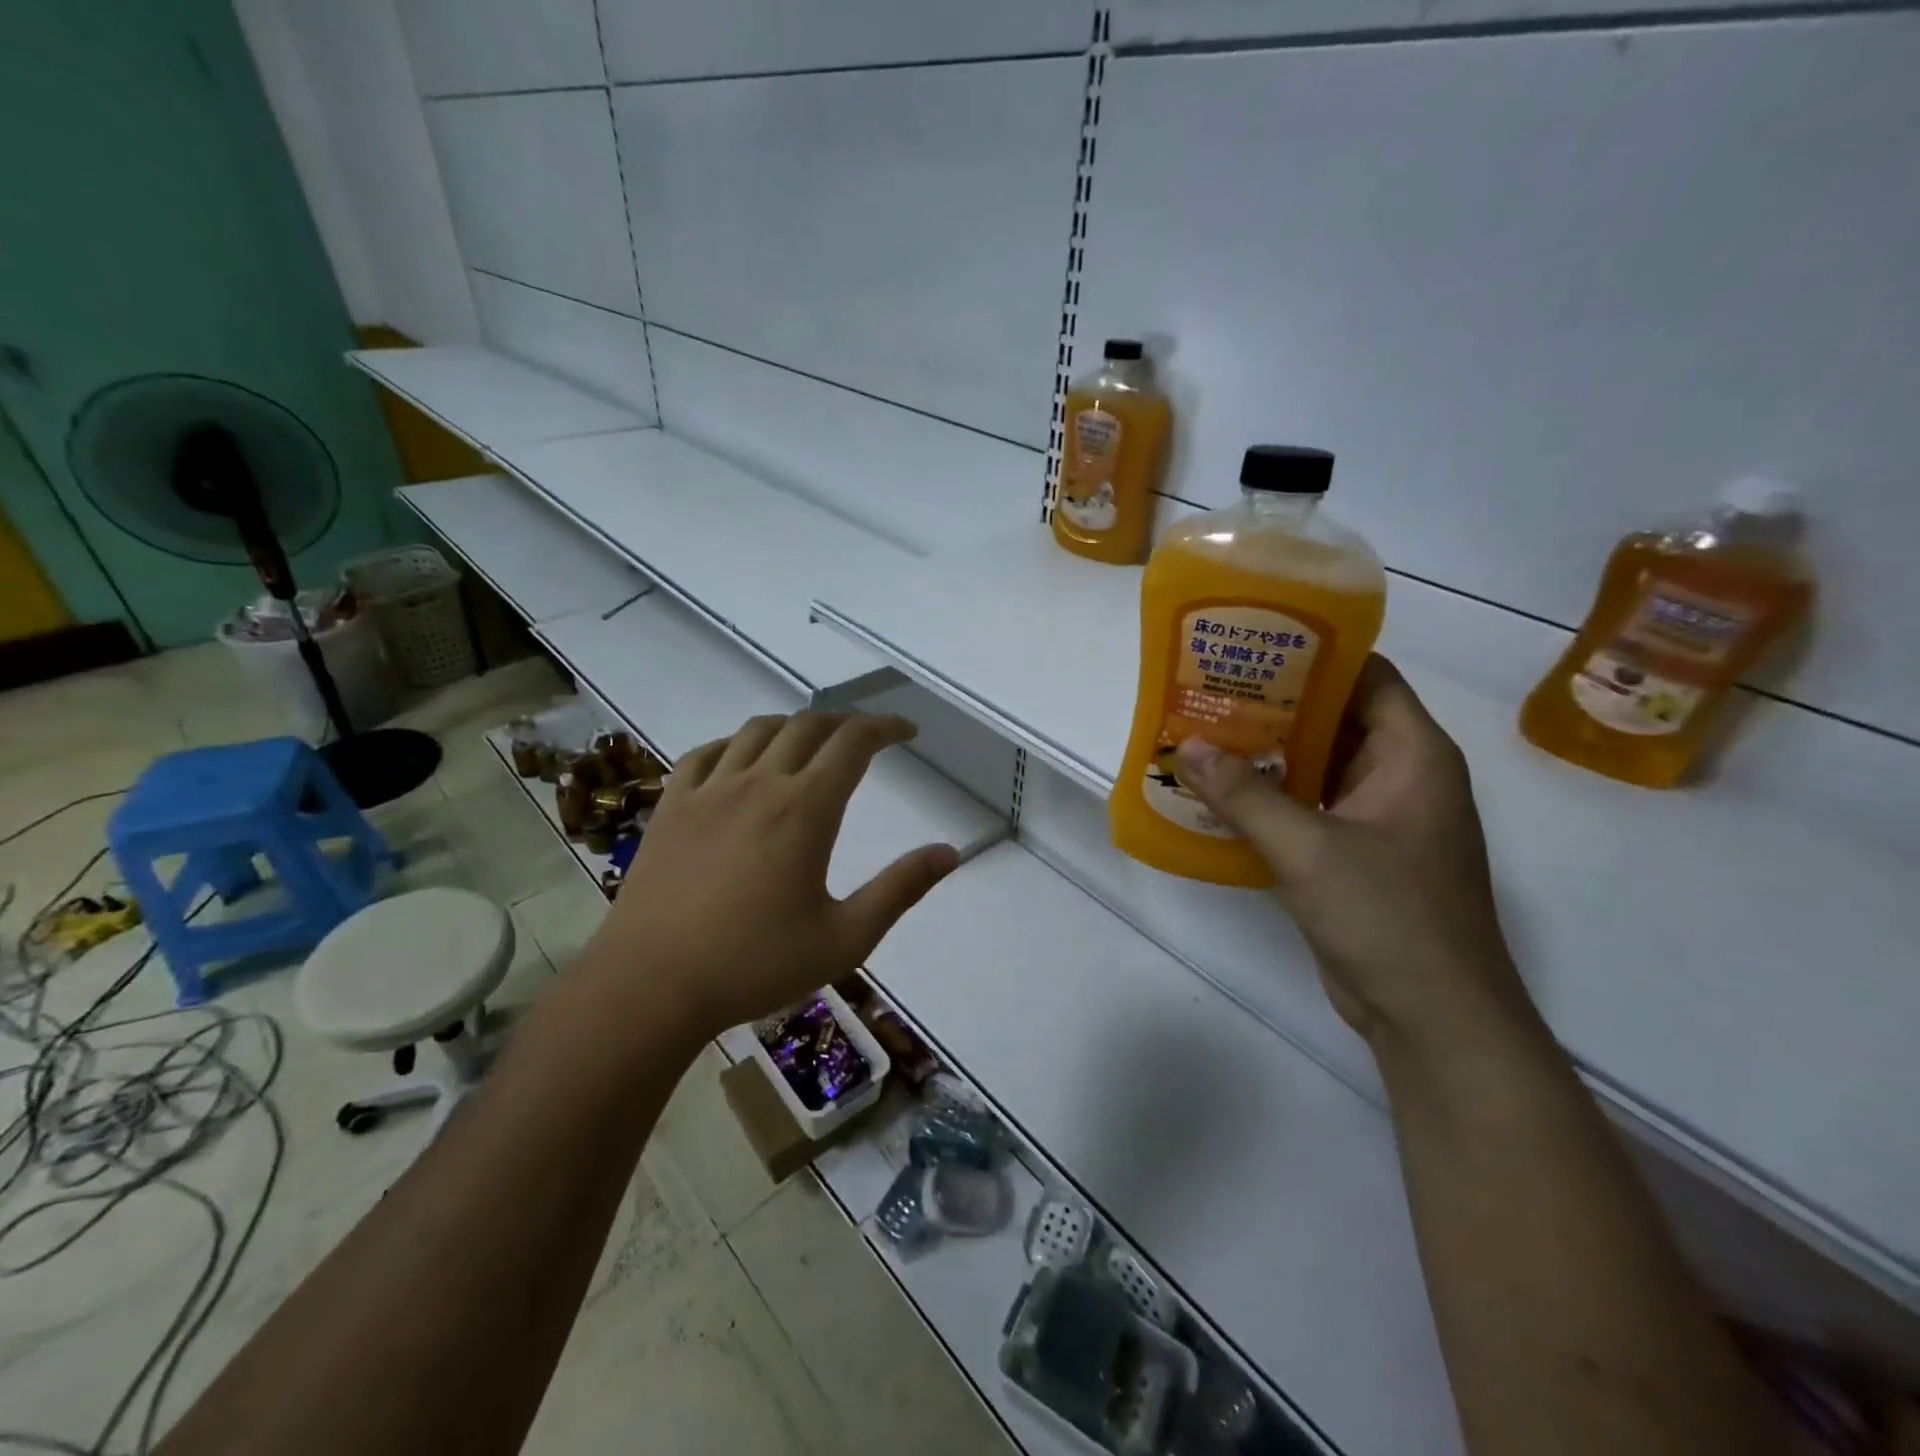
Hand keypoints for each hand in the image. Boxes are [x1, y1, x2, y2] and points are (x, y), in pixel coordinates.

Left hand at [579, 712, 959, 1041]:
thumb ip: (900, 890)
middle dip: (845, 722)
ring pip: (757, 732)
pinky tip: (740, 760)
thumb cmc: (754, 965)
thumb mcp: (845, 938)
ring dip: (793, 726)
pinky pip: (706, 754)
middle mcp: (758, 784)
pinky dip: (735, 744)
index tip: (906, 731)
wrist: (650, 986)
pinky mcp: (671, 807)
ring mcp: (708, 791)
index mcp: (805, 809)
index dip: (884, 727)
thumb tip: (949, 853)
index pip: (853, 743)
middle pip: (807, 727)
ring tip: (811, 741)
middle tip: (866, 736)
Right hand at [1175, 655, 1532, 1045]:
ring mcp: (1380, 820)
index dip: (1315, 655)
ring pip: (1318, 766)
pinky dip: (1270, 798)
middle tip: (1210, 689)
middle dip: (1275, 704)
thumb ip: (1245, 796)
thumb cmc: (1388, 917)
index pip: (1368, 678)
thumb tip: (1186, 748)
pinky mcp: (1356, 856)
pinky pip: (1309, 808)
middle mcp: (1400, 777)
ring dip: (1267, 754)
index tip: (1253, 644)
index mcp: (1413, 756)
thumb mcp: (1309, 849)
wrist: (1433, 1017)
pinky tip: (1219, 794)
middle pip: (1336, 719)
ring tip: (1204, 733)